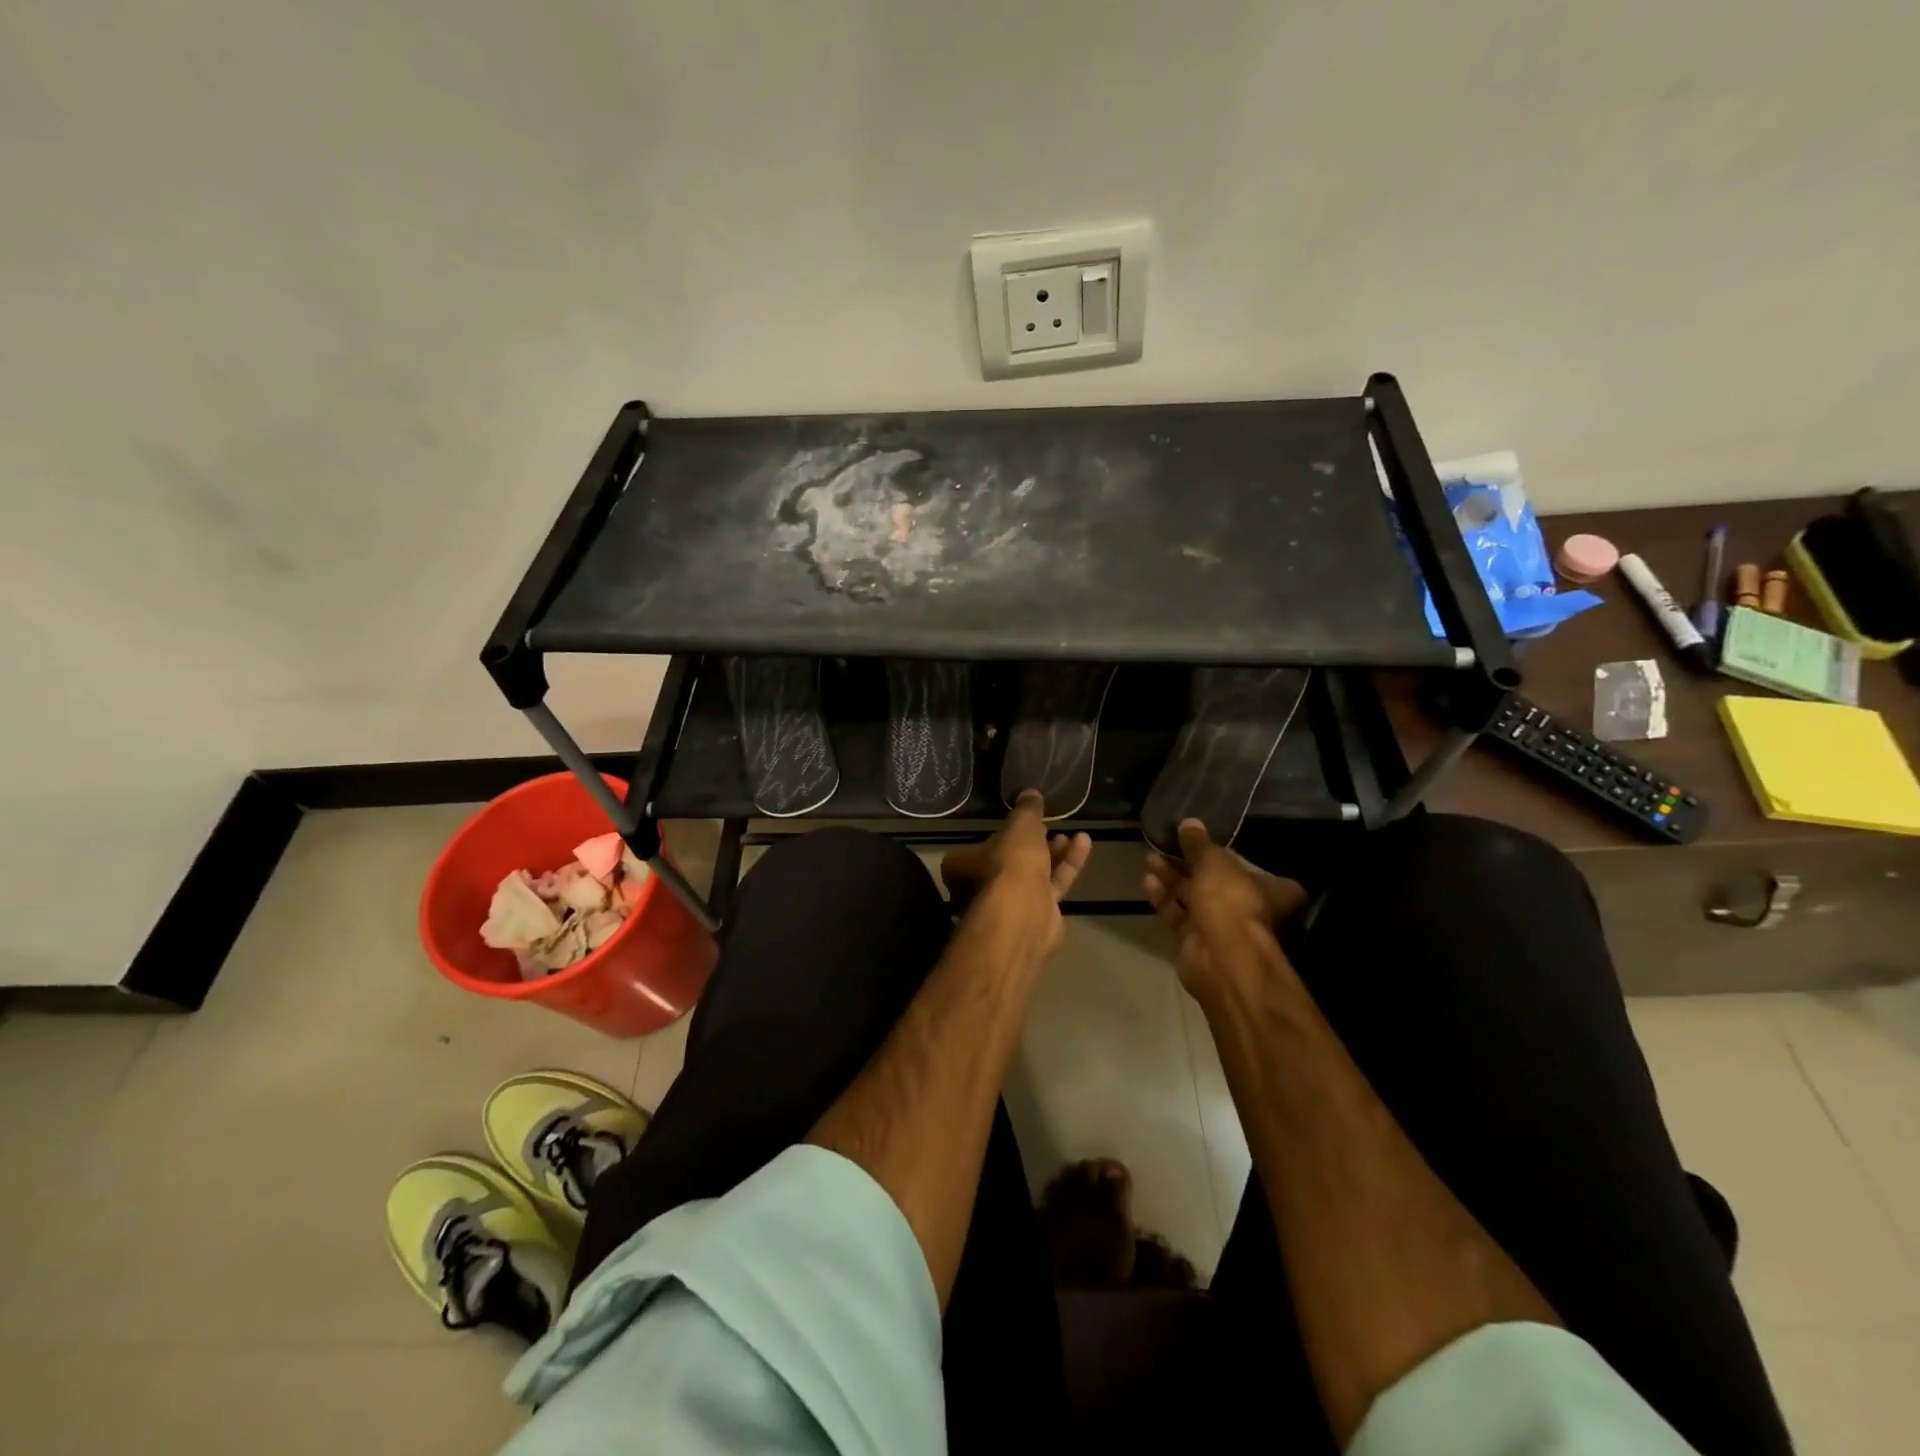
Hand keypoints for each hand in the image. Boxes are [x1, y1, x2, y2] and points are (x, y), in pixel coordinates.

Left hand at [942, 791, 1091, 953]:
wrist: (1024, 914)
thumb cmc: (1008, 863)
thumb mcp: (1019, 825)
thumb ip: (1026, 810)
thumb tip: (1030, 793)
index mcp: (963, 867)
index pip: (979, 848)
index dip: (1002, 835)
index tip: (1022, 823)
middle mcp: (982, 889)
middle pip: (1011, 863)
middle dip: (1033, 845)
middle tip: (1050, 828)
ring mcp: (1011, 906)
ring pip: (1035, 875)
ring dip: (1055, 853)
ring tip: (1073, 835)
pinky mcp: (1039, 917)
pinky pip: (1054, 885)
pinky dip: (1068, 865)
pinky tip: (1084, 843)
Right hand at [1144, 820, 1306, 997]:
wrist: (1221, 959)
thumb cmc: (1231, 902)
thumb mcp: (1215, 862)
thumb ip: (1199, 844)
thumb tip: (1189, 822)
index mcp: (1270, 890)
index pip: (1249, 866)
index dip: (1224, 854)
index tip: (1200, 841)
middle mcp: (1248, 909)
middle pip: (1215, 882)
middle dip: (1188, 864)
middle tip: (1165, 845)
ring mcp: (1221, 928)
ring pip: (1193, 898)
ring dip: (1172, 879)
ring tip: (1150, 858)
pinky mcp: (1196, 943)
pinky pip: (1178, 917)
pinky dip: (1164, 900)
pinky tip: (1148, 881)